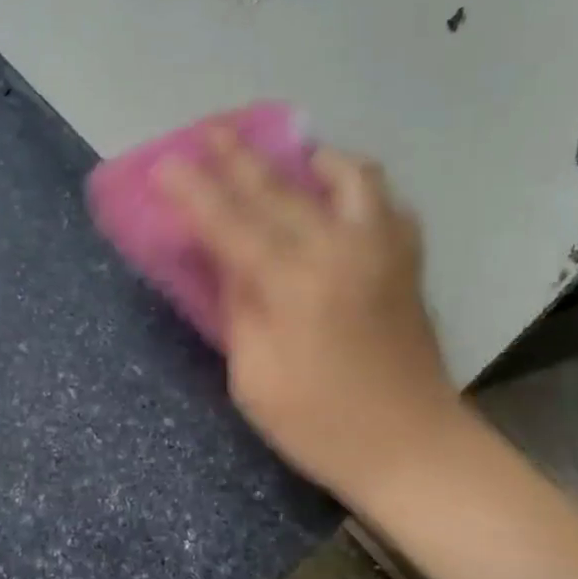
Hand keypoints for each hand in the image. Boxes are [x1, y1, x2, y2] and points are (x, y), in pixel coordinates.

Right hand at [157, 129, 458, 506]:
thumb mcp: (254, 377)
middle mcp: (341, 249)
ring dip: (308, 158)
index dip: (193, 191)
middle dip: (239, 157)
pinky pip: (383, 200)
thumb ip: (238, 308)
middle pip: (281, 188)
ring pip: (348, 175)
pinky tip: (337, 200)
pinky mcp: (408, 260)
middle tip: (210, 131)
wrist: (412, 447)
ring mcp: (383, 249)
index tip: (164, 163)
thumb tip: (227, 260)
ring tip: (287, 158)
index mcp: (294, 284)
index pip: (231, 223)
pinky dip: (353, 187)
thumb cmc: (319, 425)